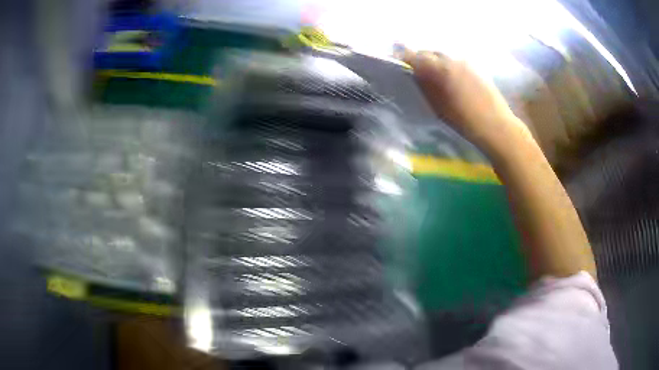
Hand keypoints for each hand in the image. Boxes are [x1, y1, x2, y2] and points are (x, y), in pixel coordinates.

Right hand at [402, 49, 528, 152]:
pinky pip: (455, 61)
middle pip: (429, 52)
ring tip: (433, 75)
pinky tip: (450, 79)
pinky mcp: (476, 68)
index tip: (397, 61)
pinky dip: (447, 66)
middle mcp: (452, 60)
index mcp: (440, 69)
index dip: (403, 56)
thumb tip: (414, 73)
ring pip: (443, 56)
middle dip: (419, 58)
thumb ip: (425, 86)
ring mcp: (466, 62)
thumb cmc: (465, 121)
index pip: (415, 55)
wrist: (497, 126)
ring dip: (434, 62)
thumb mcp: (438, 107)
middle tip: (415, 70)